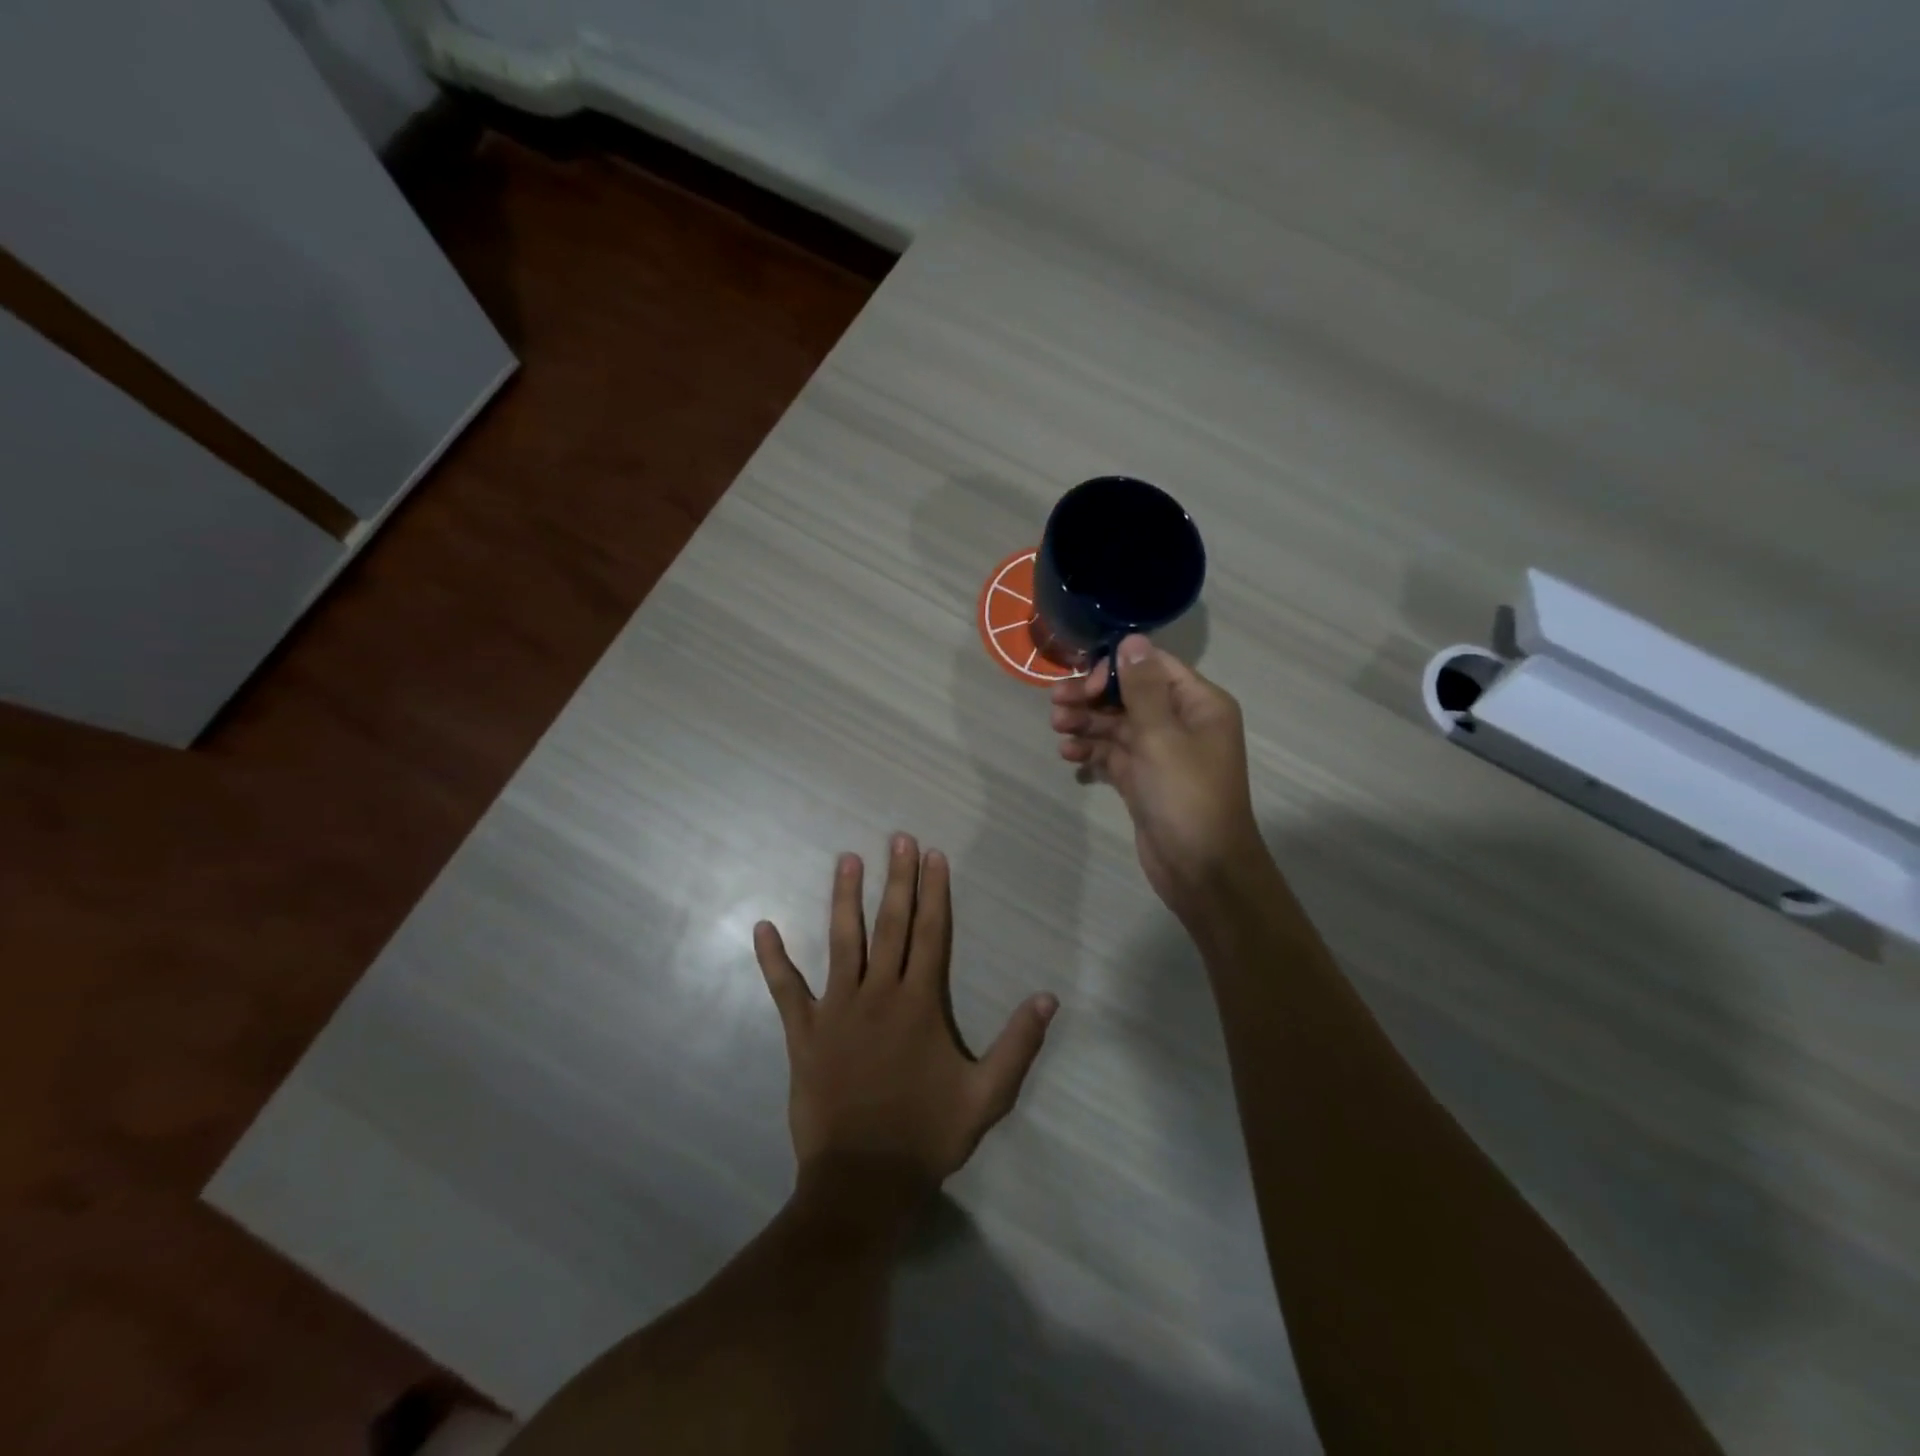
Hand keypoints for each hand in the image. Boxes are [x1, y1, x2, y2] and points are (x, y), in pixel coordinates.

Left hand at [753, 835, 1058, 1209]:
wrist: (863, 1181)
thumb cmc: (927, 1136)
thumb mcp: (988, 1096)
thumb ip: (1018, 1044)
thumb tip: (1048, 997)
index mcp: (920, 1004)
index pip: (931, 934)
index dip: (934, 892)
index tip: (934, 856)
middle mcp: (879, 994)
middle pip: (891, 925)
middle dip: (897, 879)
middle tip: (898, 839)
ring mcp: (837, 1010)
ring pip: (842, 942)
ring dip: (844, 899)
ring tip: (847, 860)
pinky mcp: (804, 1032)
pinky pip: (785, 989)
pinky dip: (773, 959)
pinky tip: (763, 927)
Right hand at [1050, 635, 1268, 915]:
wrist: (1202, 869)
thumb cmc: (1187, 796)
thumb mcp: (1162, 737)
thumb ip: (1142, 688)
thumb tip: (1132, 639)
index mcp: (1198, 704)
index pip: (1152, 667)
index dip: (1116, 669)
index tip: (1086, 685)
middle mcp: (1181, 723)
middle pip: (1130, 695)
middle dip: (1092, 697)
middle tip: (1056, 705)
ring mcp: (1161, 753)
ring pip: (1117, 725)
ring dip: (1086, 724)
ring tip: (1057, 729)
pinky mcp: (1143, 780)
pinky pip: (1113, 754)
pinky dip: (1092, 751)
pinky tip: (1069, 755)